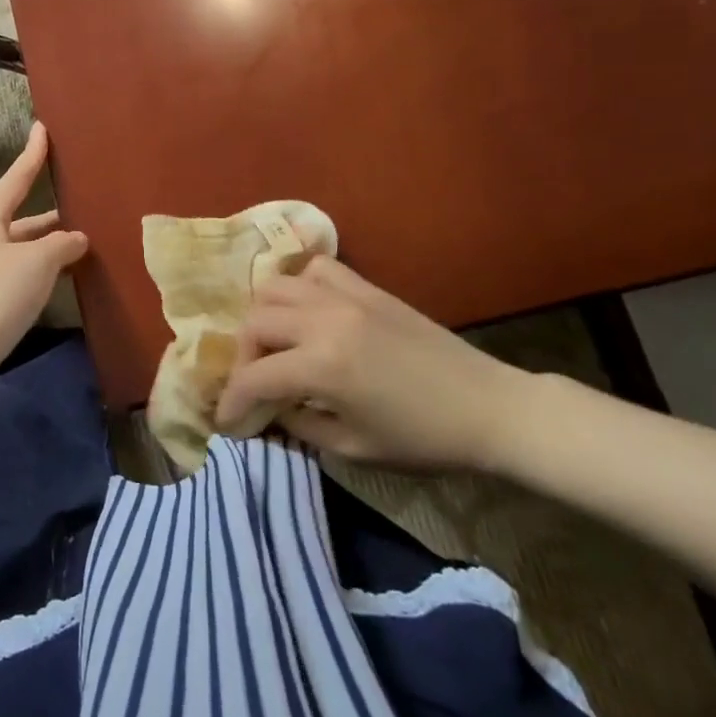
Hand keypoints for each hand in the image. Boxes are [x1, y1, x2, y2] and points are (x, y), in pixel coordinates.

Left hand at [0, 122, 88, 378]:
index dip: (31, 155)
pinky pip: (12, 272)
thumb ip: (61, 244)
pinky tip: (54, 280)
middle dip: (48, 215)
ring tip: (77, 246)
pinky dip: (35, 270)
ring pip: (17, 248)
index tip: (41, 129)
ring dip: (44, 246)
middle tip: (78, 207)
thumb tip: (76, 238)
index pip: (15, 179)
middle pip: (18, 218)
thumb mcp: (38, 262)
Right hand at [216, 256, 534, 471]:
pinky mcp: (367, 288)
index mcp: (321, 366)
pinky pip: (317, 269)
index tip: (226, 420)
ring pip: (276, 286)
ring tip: (277, 343)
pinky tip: (308, 312)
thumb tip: (270, 410)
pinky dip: (300, 286)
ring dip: (265, 316)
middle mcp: (324, 320)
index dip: (232, 401)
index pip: (254, 377)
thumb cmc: (423, 439)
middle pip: (255, 322)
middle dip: (244, 357)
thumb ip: (299, 425)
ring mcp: (346, 297)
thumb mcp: (352, 447)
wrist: (489, 408)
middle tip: (255, 383)